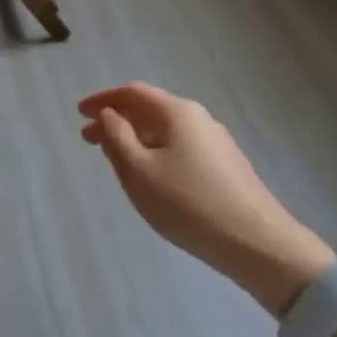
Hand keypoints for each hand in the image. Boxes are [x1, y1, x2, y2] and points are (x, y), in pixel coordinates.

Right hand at [79, 82, 333, 316]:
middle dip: (117, 121)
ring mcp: (216, 142)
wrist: (257, 243)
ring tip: (115, 160)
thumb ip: (117, 137)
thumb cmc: (188, 203)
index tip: (79, 113)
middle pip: (150, 109)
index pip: (132, 93)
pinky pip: (180, 147)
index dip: (103, 99)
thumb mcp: (139, 171)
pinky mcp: (225, 166)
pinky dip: (155, 151)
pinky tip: (151, 176)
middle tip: (89, 139)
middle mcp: (199, 118)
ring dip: (136, 138)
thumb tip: (108, 114)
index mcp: (177, 112)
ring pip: (165, 130)